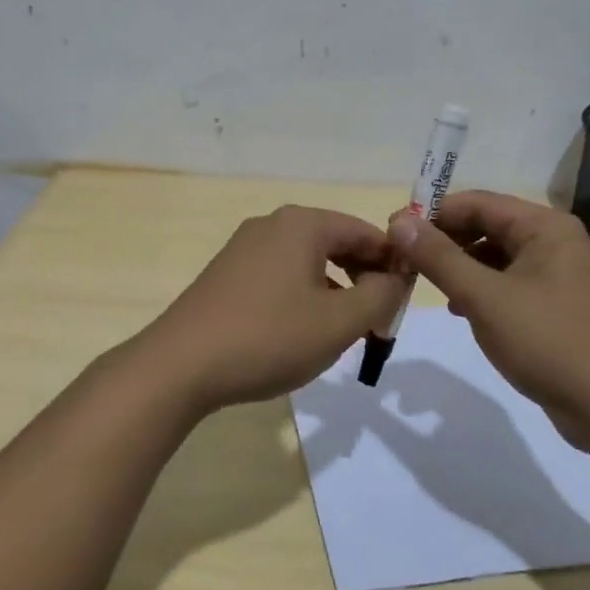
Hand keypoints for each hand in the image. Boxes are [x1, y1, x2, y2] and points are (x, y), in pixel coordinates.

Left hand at [130, 206, 406, 414]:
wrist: (182, 364)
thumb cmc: (269, 337)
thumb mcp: (339, 322)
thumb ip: (380, 296)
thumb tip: (395, 279)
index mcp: (302, 224)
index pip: (365, 232)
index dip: (394, 263)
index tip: (407, 300)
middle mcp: (272, 225)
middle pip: (335, 243)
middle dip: (364, 277)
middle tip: (380, 318)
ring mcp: (244, 248)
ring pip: (308, 262)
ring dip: (335, 289)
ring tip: (346, 329)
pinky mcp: (227, 274)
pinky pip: (280, 275)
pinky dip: (304, 295)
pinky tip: (303, 331)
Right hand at [388, 190, 589, 446]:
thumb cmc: (547, 342)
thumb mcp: (484, 297)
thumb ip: (439, 257)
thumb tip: (399, 222)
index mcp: (544, 227)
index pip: (476, 203)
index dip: (431, 214)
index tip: (393, 232)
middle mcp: (554, 241)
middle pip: (486, 226)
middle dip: (443, 240)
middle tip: (403, 260)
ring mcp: (558, 273)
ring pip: (495, 256)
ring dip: (459, 265)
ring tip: (426, 284)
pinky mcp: (555, 304)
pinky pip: (507, 282)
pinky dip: (480, 288)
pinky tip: (460, 309)